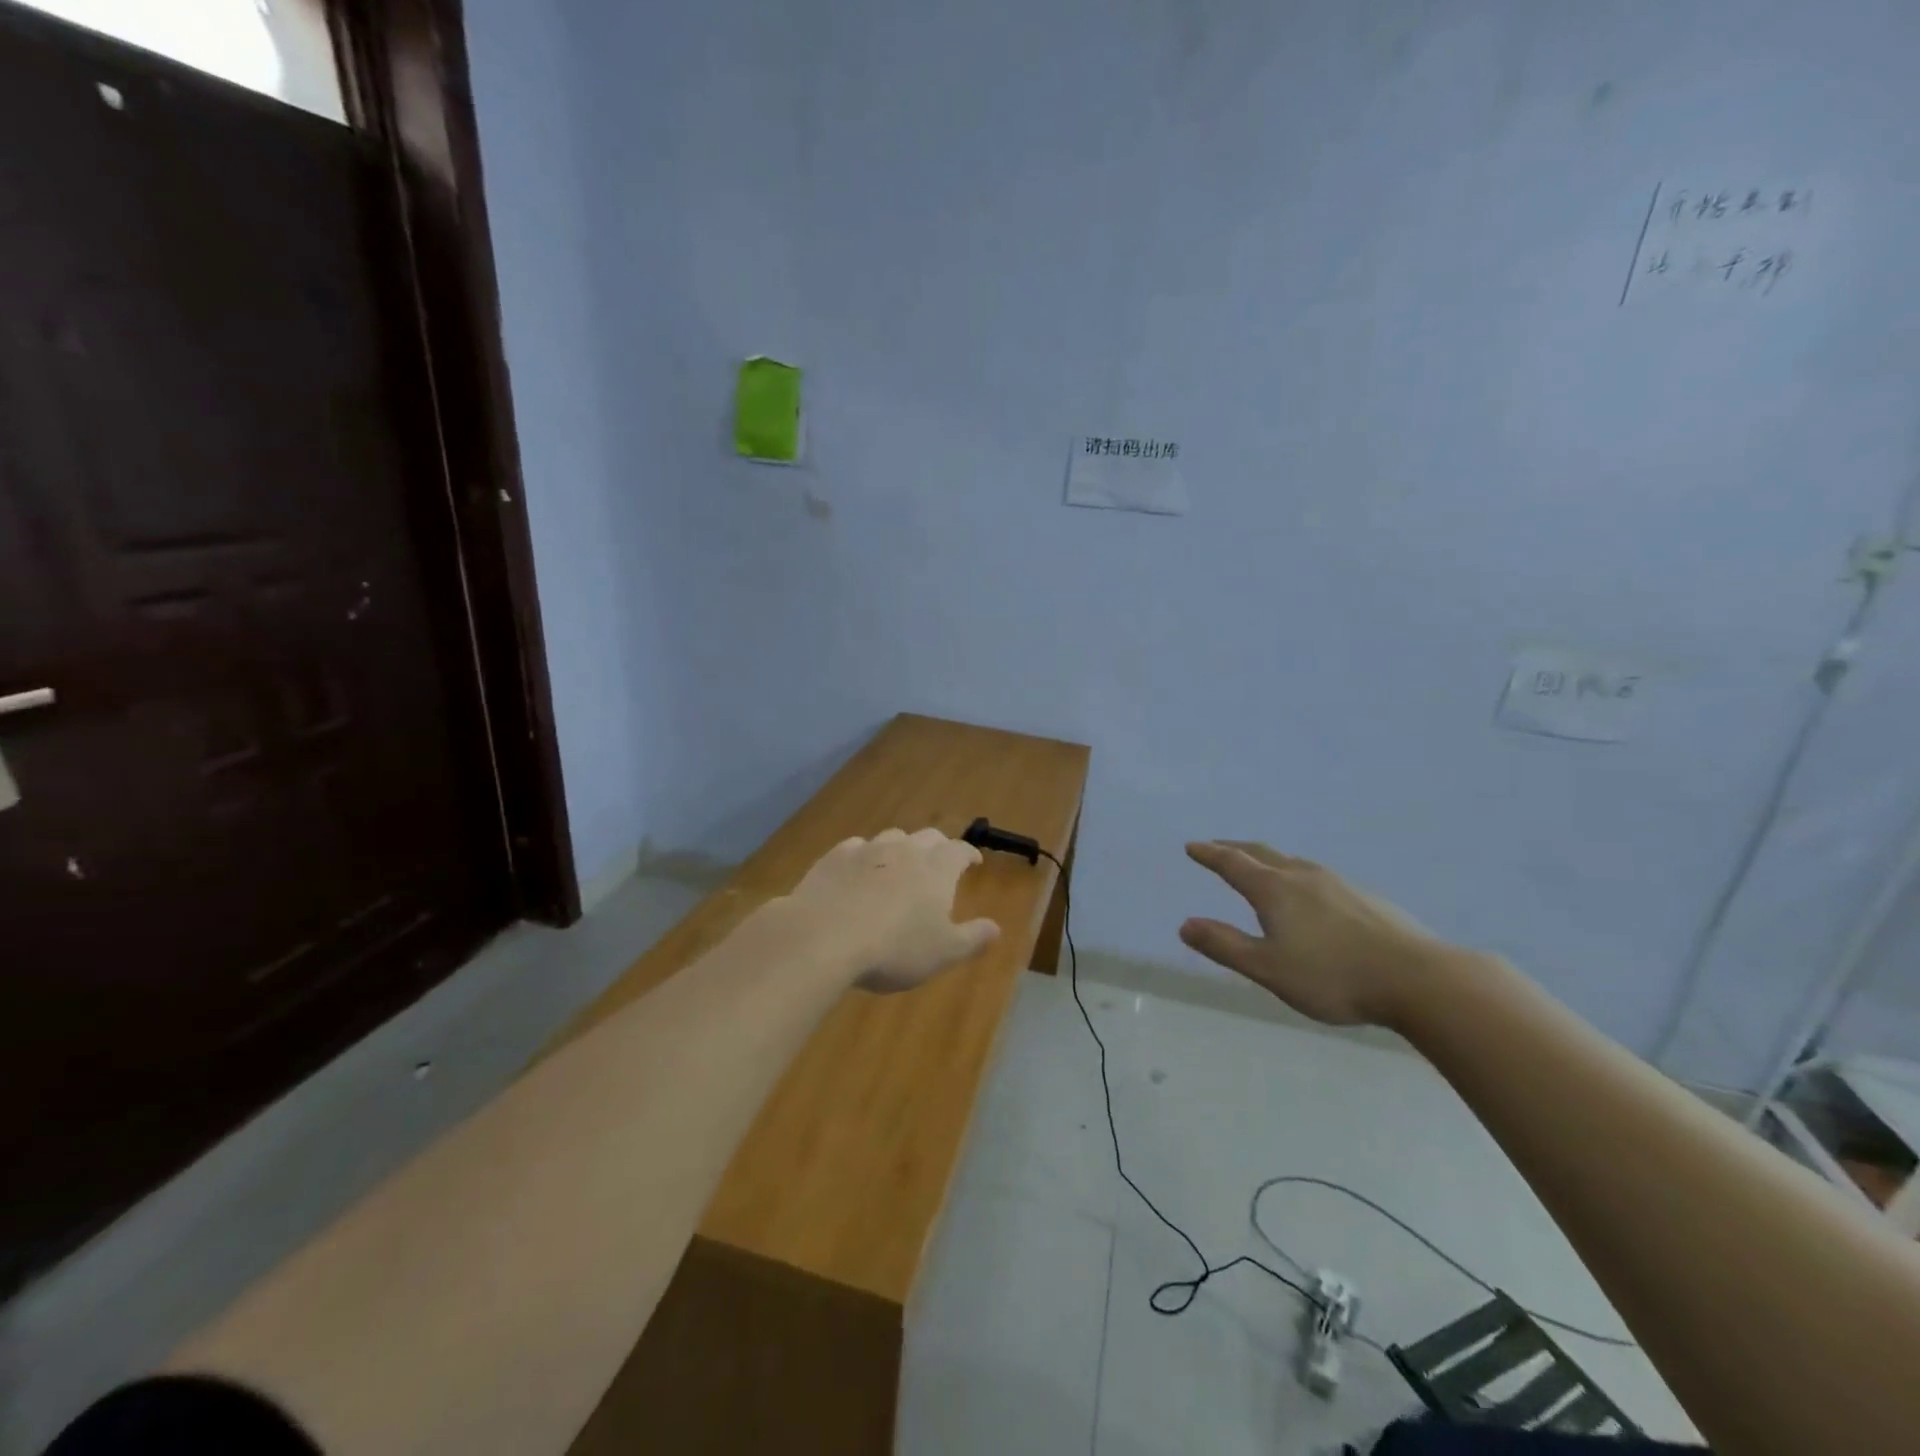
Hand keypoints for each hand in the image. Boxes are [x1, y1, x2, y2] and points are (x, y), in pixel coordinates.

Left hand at [786, 828, 1000, 992]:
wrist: (824, 936)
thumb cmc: (894, 948)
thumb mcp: (942, 953)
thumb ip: (972, 939)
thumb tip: (996, 928)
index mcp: (936, 869)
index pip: (959, 851)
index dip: (968, 854)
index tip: (973, 861)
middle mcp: (905, 850)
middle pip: (928, 837)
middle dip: (938, 847)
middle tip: (939, 861)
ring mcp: (867, 850)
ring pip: (891, 838)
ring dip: (901, 848)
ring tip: (900, 864)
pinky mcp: (834, 857)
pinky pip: (856, 847)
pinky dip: (864, 856)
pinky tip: (858, 870)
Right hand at [1179, 841, 1454, 1026]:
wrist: (1419, 979)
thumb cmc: (1333, 976)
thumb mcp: (1268, 968)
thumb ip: (1225, 946)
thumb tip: (1185, 925)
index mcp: (1275, 891)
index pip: (1233, 864)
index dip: (1210, 854)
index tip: (1192, 846)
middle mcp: (1303, 877)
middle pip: (1262, 854)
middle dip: (1235, 848)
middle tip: (1218, 846)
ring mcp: (1338, 884)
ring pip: (1292, 862)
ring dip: (1267, 859)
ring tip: (1260, 866)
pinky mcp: (1365, 898)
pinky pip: (1317, 877)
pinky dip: (1296, 875)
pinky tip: (1308, 894)